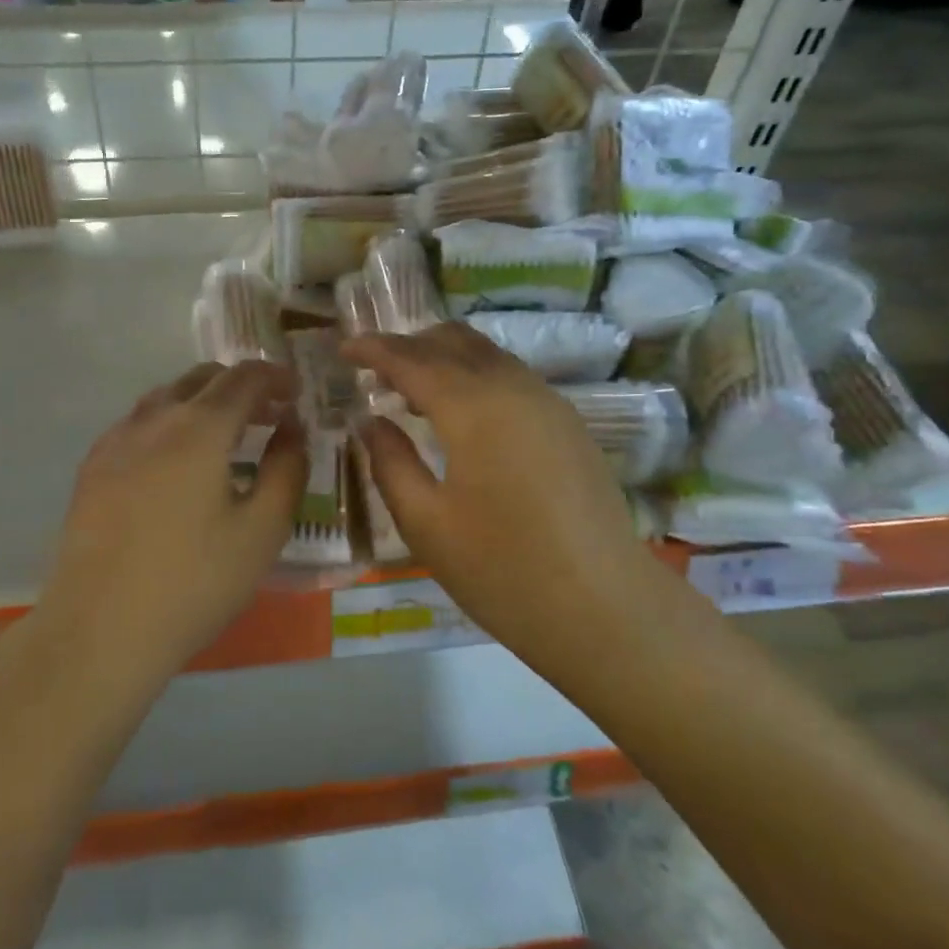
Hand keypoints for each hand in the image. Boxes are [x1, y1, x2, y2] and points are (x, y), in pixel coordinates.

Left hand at [38, 361, 305, 676]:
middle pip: (202, 378)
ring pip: (166, 397)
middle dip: (240, 386)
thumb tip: (292, 428)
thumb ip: (286, 469)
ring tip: (225, 436)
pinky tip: (175, 462)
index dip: (275, 376)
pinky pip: (138, 424)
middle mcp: (154, 419)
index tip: (295, 393)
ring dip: (202, 402)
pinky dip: (169, 423)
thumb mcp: (263, 531)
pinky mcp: (92, 468)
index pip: (244, 377)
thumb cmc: (194, 582)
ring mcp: (116, 441)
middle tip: (268, 415)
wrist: (99, 630)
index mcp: (199, 428)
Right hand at [345, 326, 663, 658]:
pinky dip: (475, 378)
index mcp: (473, 408)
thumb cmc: (502, 570)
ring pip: (488, 355)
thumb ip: (391, 464)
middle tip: (375, 371)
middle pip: (454, 341)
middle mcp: (513, 388)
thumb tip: (371, 422)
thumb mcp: (426, 524)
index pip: (413, 360)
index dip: (374, 349)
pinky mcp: (568, 424)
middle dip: (410, 345)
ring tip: (411, 394)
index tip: (344, 348)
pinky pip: (511, 377)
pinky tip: (460, 417)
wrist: (604, 607)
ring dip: (444, 360)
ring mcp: (548, 403)